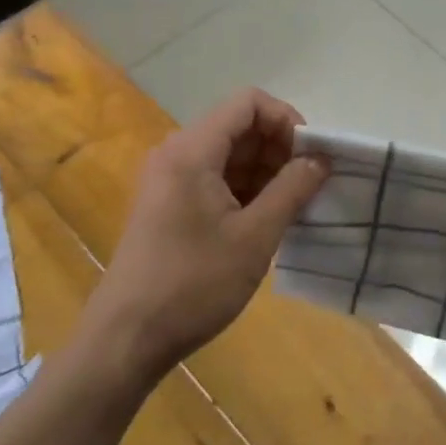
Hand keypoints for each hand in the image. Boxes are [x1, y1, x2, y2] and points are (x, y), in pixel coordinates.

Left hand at [92, 89, 327, 375]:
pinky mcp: (169, 205)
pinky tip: (267, 221)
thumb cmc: (193, 284)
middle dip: (279, 148)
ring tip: (294, 207)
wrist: (125, 341)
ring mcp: (170, 180)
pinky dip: (246, 189)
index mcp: (192, 150)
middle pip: (239, 126)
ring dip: (266, 171)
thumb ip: (292, 189)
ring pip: (230, 154)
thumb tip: (321, 158)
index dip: (286, 119)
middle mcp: (177, 153)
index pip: (248, 102)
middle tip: (308, 185)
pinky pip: (216, 178)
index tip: (310, 156)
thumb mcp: (255, 237)